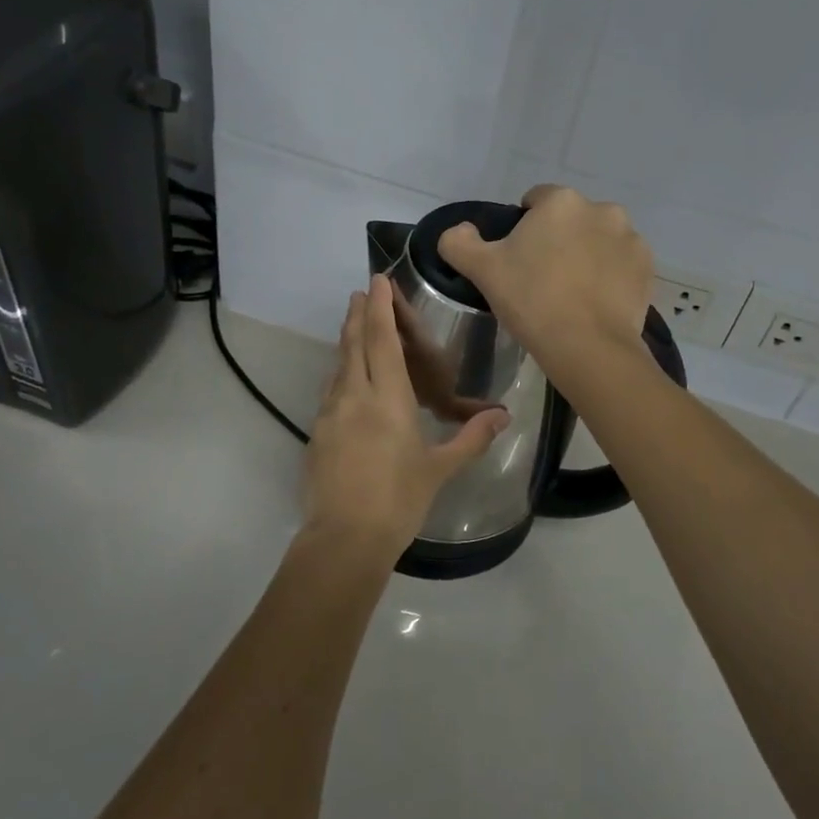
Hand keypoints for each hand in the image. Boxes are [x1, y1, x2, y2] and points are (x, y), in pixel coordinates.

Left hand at [301, 275, 509, 561]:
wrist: (344, 539)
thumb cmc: (399, 500)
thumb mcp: (440, 469)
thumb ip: (470, 438)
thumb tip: (501, 415)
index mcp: (387, 398)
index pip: (381, 339)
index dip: (379, 307)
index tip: (376, 280)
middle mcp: (353, 396)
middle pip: (353, 344)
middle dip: (357, 315)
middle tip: (361, 293)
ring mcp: (329, 415)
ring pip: (338, 367)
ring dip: (346, 343)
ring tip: (354, 329)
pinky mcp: (316, 435)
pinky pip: (330, 393)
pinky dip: (340, 375)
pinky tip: (346, 384)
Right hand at [436, 185, 652, 385]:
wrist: (588, 347)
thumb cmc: (531, 300)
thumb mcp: (481, 270)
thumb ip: (459, 241)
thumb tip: (459, 231)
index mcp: (561, 202)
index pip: (535, 200)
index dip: (522, 227)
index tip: (517, 259)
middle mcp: (602, 210)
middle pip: (570, 220)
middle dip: (558, 239)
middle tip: (541, 278)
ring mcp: (630, 239)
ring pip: (598, 240)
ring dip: (586, 255)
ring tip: (571, 294)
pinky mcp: (647, 269)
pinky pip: (621, 265)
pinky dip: (610, 276)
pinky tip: (594, 303)